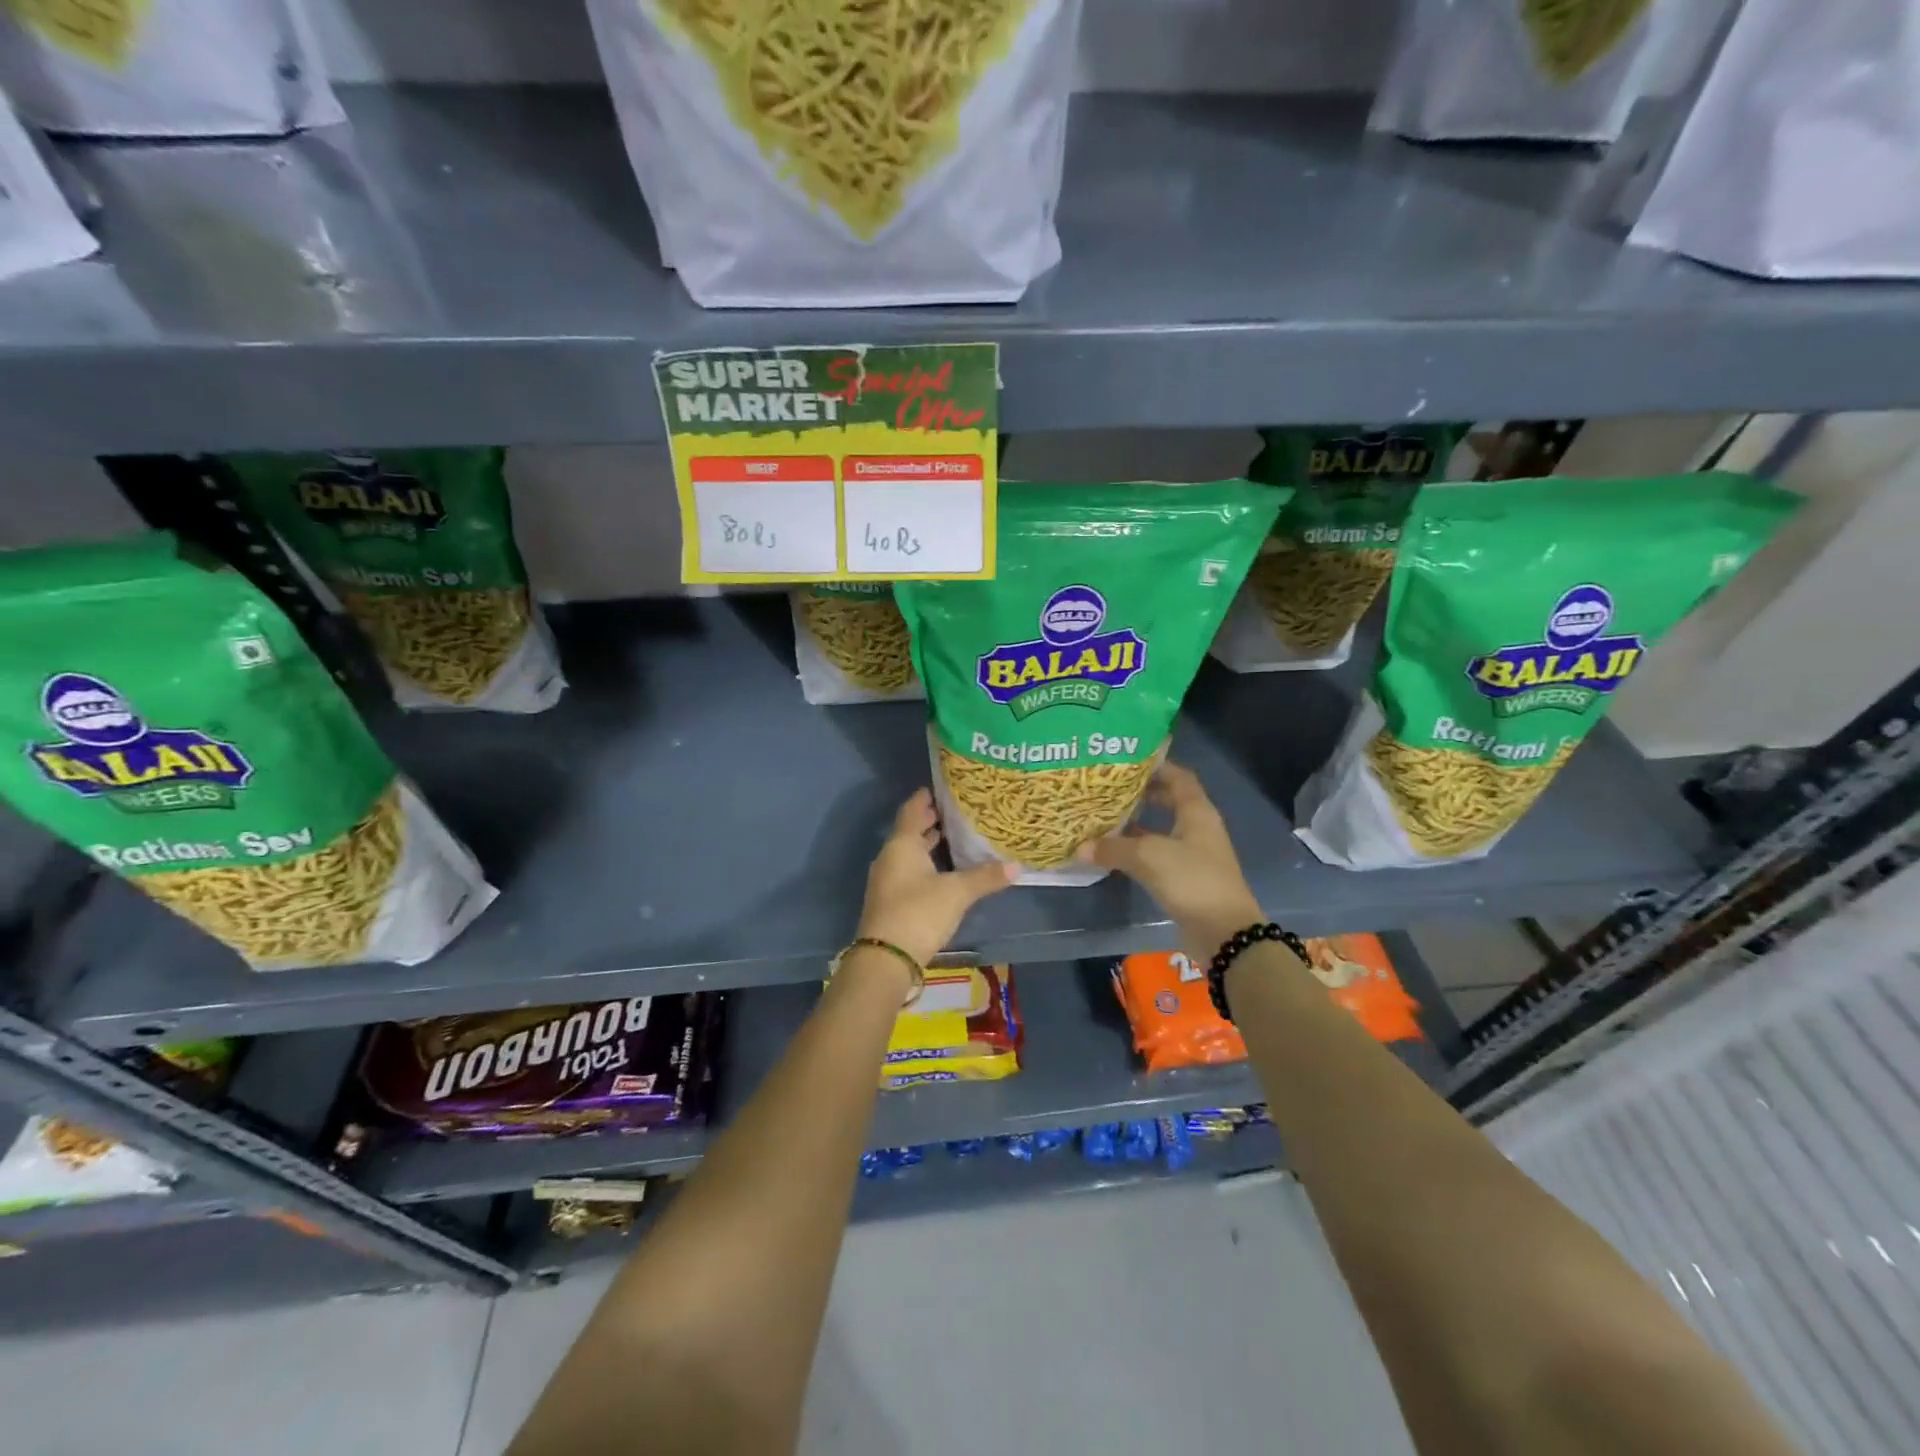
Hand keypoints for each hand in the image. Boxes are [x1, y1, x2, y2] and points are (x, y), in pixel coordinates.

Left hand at [857, 789, 1016, 969]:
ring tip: (952, 836)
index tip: (940, 788)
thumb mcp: (957, 892)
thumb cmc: (919, 912)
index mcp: (902, 844)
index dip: (925, 798)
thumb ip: (985, 877)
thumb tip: (1017, 866)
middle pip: (909, 831)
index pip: (912, 810)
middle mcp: (890, 857)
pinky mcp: (890, 900)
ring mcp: (887, 880)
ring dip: (927, 844)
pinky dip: (924, 864)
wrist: (886, 958)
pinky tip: (943, 870)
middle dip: (929, 821)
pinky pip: (908, 871)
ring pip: (908, 853)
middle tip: (954, 810)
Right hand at [1075, 761, 1263, 955]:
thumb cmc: (1192, 880)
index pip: (1178, 776)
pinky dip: (1138, 850)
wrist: (1224, 933)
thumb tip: (1080, 847)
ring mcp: (1193, 853)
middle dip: (1141, 793)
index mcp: (1197, 812)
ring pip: (1161, 829)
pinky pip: (1158, 854)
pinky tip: (1114, 852)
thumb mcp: (1149, 857)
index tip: (1126, 761)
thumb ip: (1113, 848)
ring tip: (1105, 816)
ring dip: (1137, 823)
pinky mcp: (1186, 877)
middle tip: (1109, 788)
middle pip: (1169, 800)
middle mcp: (1197, 827)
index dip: (1156, 766)